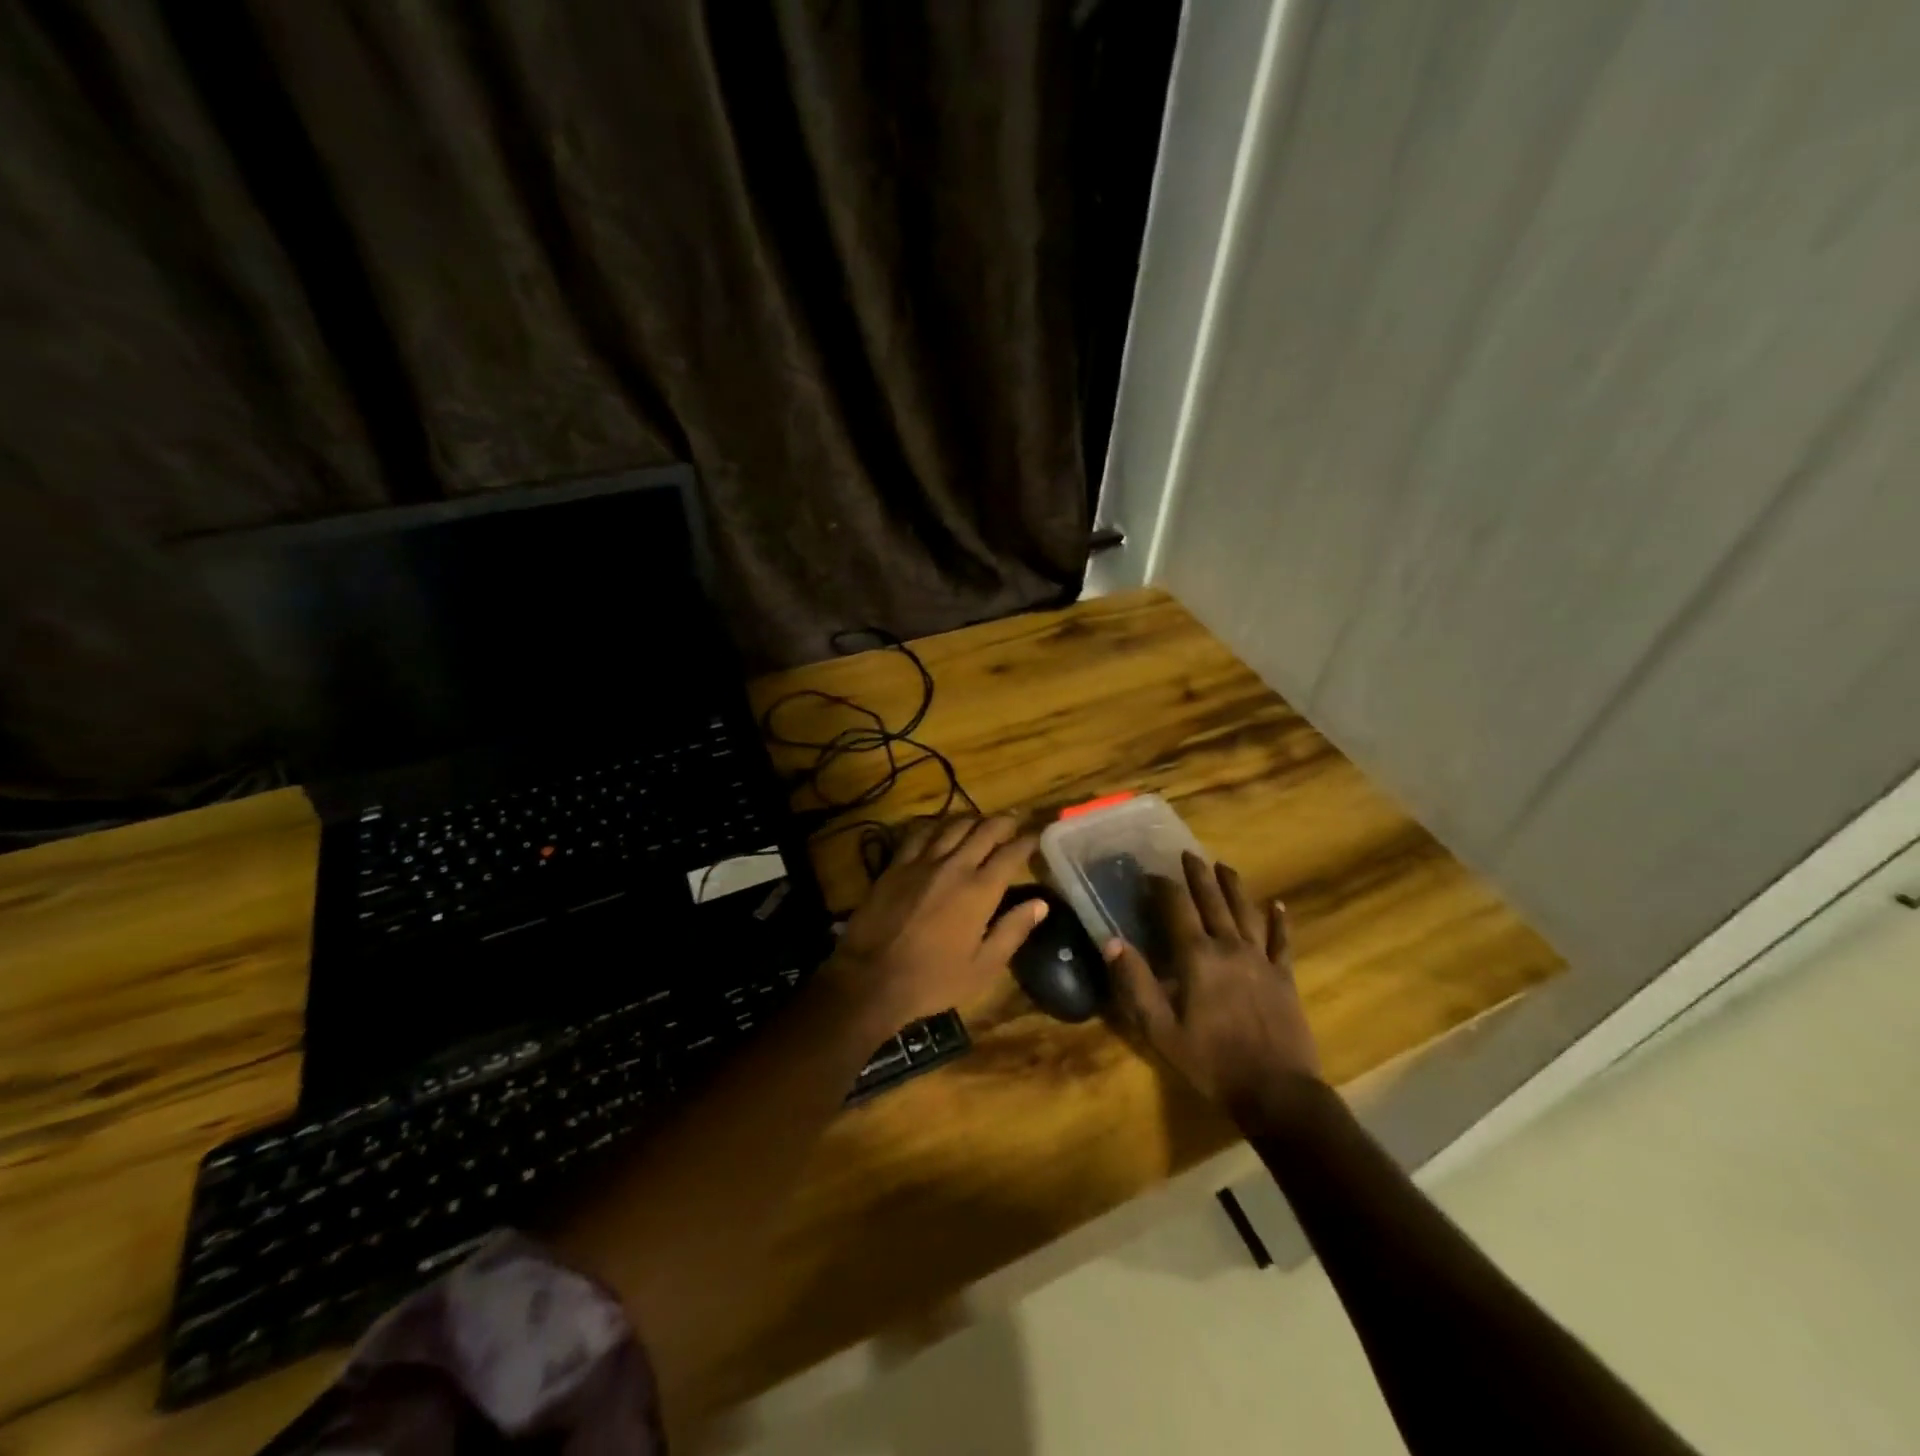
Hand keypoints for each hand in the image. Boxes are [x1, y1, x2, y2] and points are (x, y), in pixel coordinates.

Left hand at [824, 815, 1047, 1029]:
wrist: (871, 978)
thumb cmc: (932, 979)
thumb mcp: (982, 967)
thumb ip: (1013, 931)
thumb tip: (1040, 903)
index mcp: (979, 891)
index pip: (1010, 854)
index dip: (1027, 841)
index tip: (1036, 835)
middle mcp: (953, 867)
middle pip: (984, 830)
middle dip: (1004, 821)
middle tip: (1015, 819)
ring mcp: (922, 862)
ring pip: (953, 826)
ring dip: (973, 819)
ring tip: (983, 821)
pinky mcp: (896, 864)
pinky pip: (920, 833)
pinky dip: (936, 825)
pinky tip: (941, 827)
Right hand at [1106, 852, 1322, 1130]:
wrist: (1277, 1092)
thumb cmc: (1211, 1062)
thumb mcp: (1161, 1030)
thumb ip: (1136, 984)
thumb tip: (1112, 942)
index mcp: (1198, 958)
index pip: (1177, 909)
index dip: (1164, 887)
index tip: (1151, 873)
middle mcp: (1230, 948)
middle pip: (1213, 902)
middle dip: (1198, 876)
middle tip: (1188, 854)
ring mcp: (1261, 960)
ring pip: (1247, 912)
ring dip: (1234, 887)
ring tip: (1224, 866)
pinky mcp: (1285, 977)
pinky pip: (1282, 942)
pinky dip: (1279, 922)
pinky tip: (1278, 906)